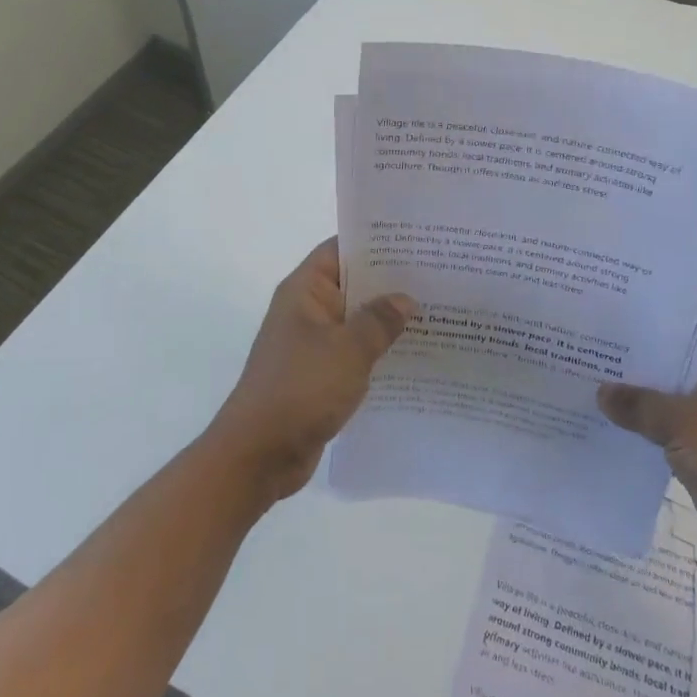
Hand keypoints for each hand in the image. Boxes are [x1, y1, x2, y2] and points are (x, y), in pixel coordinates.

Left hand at [205, 239, 417, 501]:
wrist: (258, 455)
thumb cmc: (300, 389)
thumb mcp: (348, 350)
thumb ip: (380, 320)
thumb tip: (406, 299)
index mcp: (304, 291)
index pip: (341, 249)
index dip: (376, 242)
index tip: (417, 241)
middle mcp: (306, 311)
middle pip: (352, 284)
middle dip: (391, 283)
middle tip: (438, 277)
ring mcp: (312, 344)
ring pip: (356, 321)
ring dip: (387, 321)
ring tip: (436, 314)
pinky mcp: (319, 375)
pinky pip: (354, 353)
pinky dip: (378, 352)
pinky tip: (414, 356)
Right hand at [598, 348, 696, 577]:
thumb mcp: (683, 423)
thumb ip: (640, 405)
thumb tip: (601, 391)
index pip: (673, 341)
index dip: (638, 337)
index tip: (598, 330)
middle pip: (663, 376)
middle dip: (627, 374)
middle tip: (577, 359)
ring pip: (659, 411)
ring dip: (630, 409)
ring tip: (579, 392)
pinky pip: (660, 443)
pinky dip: (637, 439)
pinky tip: (601, 431)